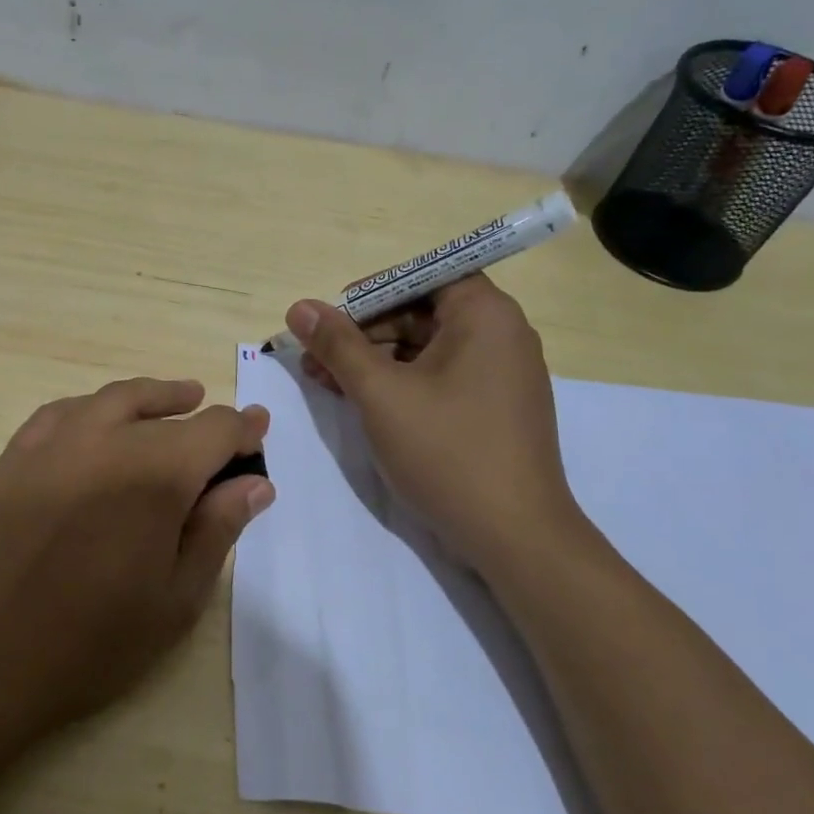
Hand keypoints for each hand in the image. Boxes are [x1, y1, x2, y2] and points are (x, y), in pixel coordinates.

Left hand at [0, 378, 272, 750]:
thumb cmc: (84, 644)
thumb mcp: (173, 601)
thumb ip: (216, 531)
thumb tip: (255, 483)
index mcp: (155, 472)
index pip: (214, 430)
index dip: (243, 430)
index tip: (259, 433)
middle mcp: (106, 439)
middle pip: (167, 411)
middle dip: (202, 419)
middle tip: (222, 431)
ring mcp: (52, 442)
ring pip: (114, 399)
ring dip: (152, 398)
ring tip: (176, 400)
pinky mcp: (12, 456)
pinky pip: (63, 412)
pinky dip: (95, 408)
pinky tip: (98, 422)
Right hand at [287, 276, 591, 568]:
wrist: (514, 536)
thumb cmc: (447, 451)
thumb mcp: (381, 393)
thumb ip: (338, 345)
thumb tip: (299, 307)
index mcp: (485, 315)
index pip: (423, 276)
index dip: (373, 292)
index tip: (331, 317)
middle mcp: (501, 335)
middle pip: (421, 313)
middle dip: (364, 332)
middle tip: (316, 357)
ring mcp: (501, 375)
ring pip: (427, 349)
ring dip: (375, 361)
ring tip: (325, 382)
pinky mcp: (494, 409)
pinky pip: (441, 378)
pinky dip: (401, 384)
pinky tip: (361, 402)